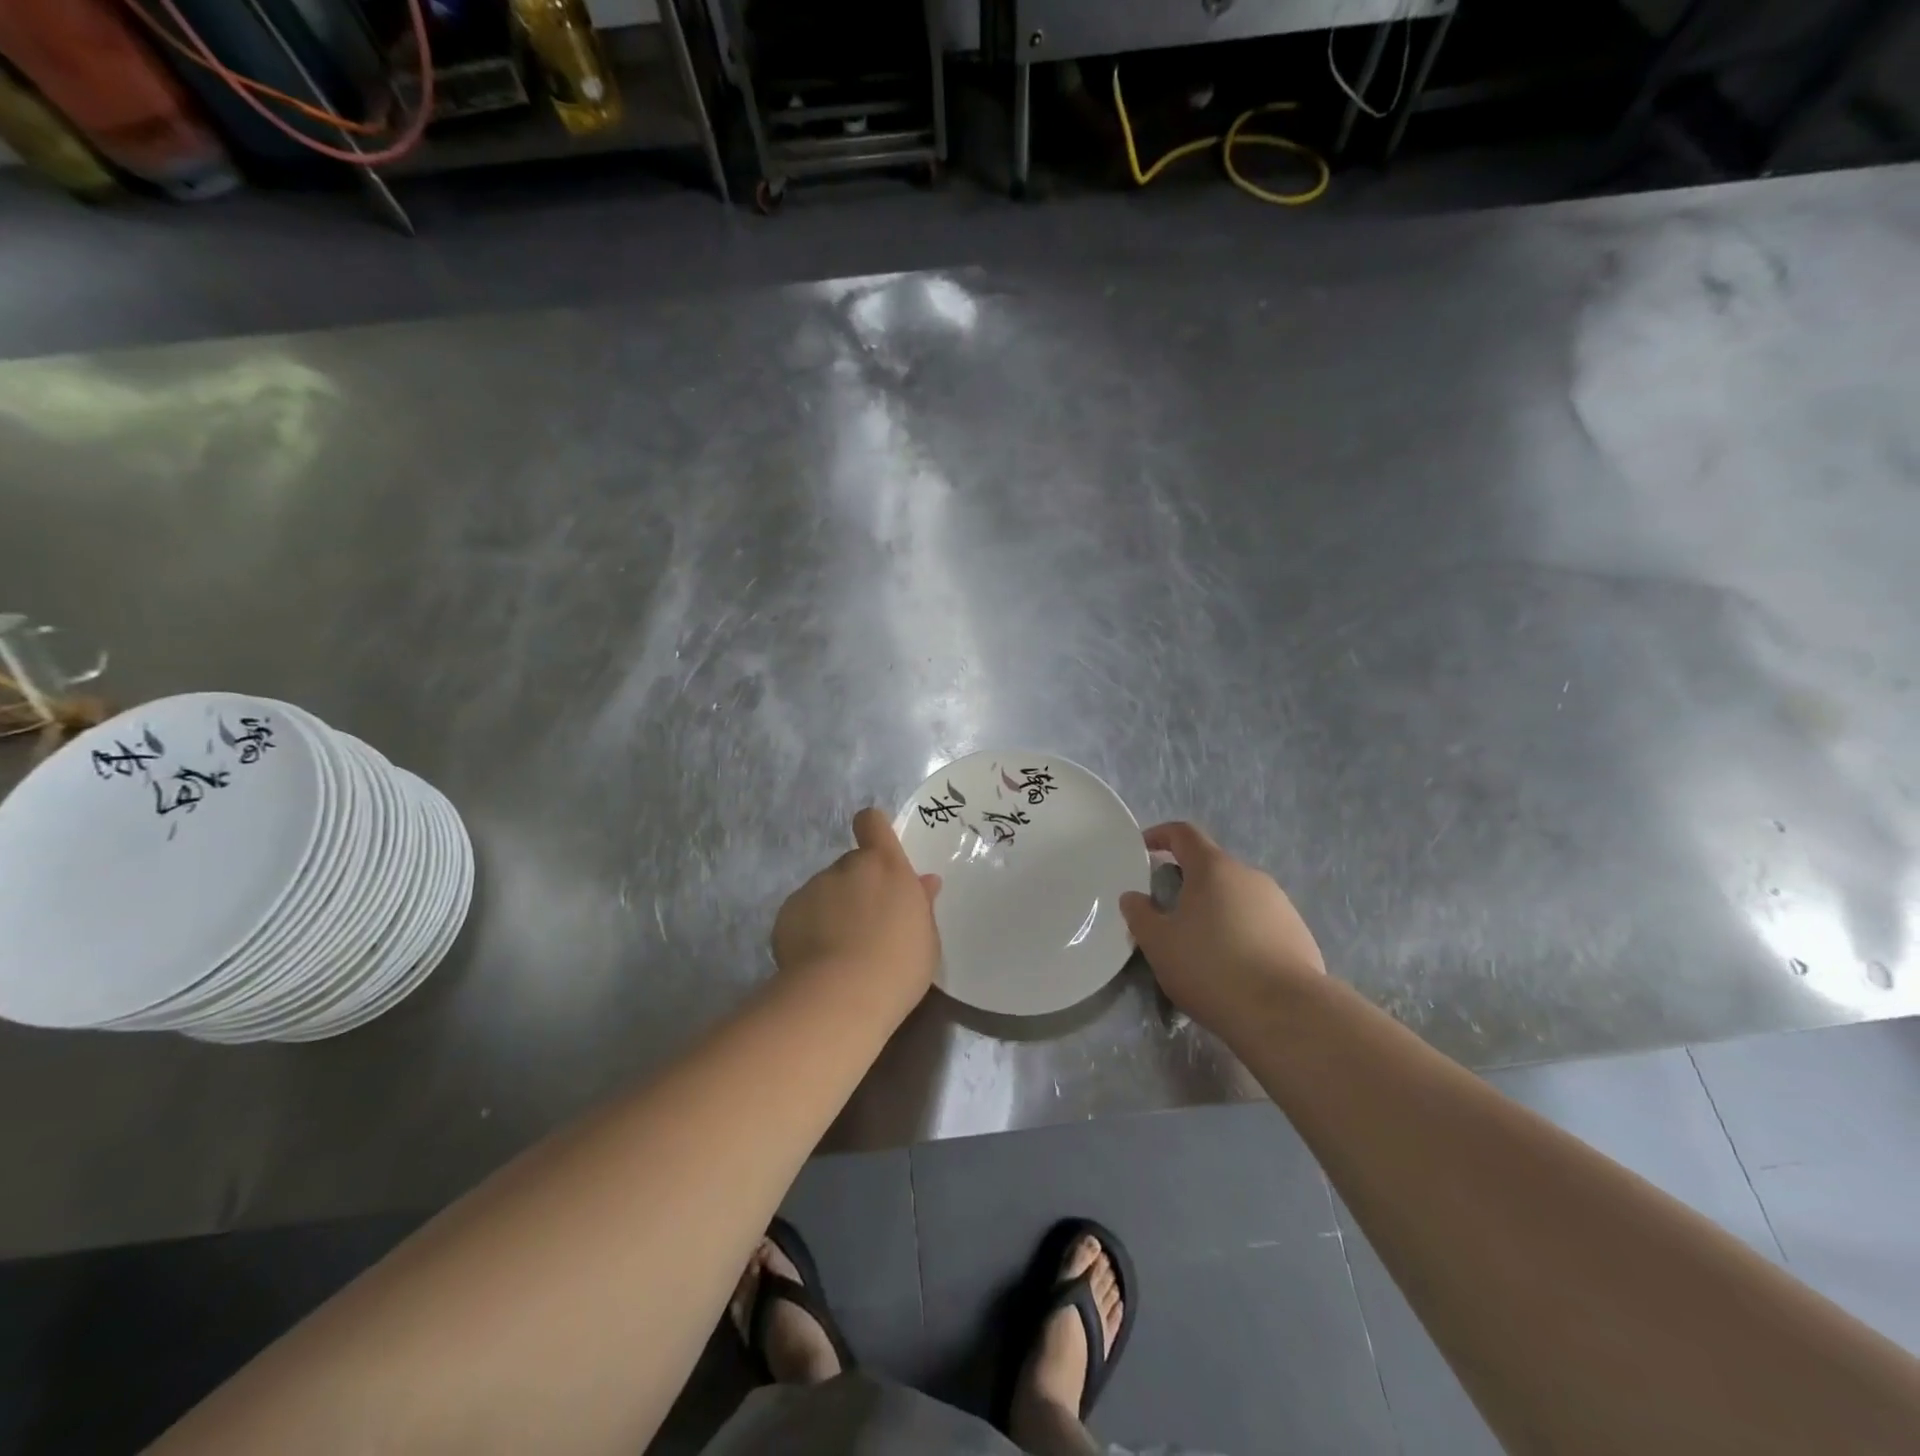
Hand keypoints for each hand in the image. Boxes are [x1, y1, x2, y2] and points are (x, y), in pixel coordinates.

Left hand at [773, 808, 941, 999]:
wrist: (841, 996)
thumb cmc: (899, 966)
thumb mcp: (926, 938)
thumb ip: (921, 904)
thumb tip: (925, 882)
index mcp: (886, 866)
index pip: (872, 822)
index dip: (873, 830)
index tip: (878, 851)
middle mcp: (847, 867)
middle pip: (852, 863)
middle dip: (858, 885)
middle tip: (866, 923)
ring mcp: (813, 888)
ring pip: (826, 889)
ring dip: (833, 908)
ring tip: (839, 949)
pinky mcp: (787, 913)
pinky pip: (802, 913)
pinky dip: (809, 928)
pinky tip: (816, 960)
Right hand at [1119, 822, 1324, 1030]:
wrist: (1285, 1013)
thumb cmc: (1210, 967)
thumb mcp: (1158, 944)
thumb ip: (1139, 914)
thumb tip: (1133, 897)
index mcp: (1213, 868)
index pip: (1184, 834)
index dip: (1161, 835)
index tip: (1144, 849)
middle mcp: (1250, 876)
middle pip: (1212, 867)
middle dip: (1188, 882)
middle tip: (1167, 912)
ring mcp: (1280, 904)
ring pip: (1237, 897)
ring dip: (1216, 910)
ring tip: (1201, 946)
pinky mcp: (1299, 934)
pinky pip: (1260, 923)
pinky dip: (1241, 934)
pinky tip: (1234, 967)